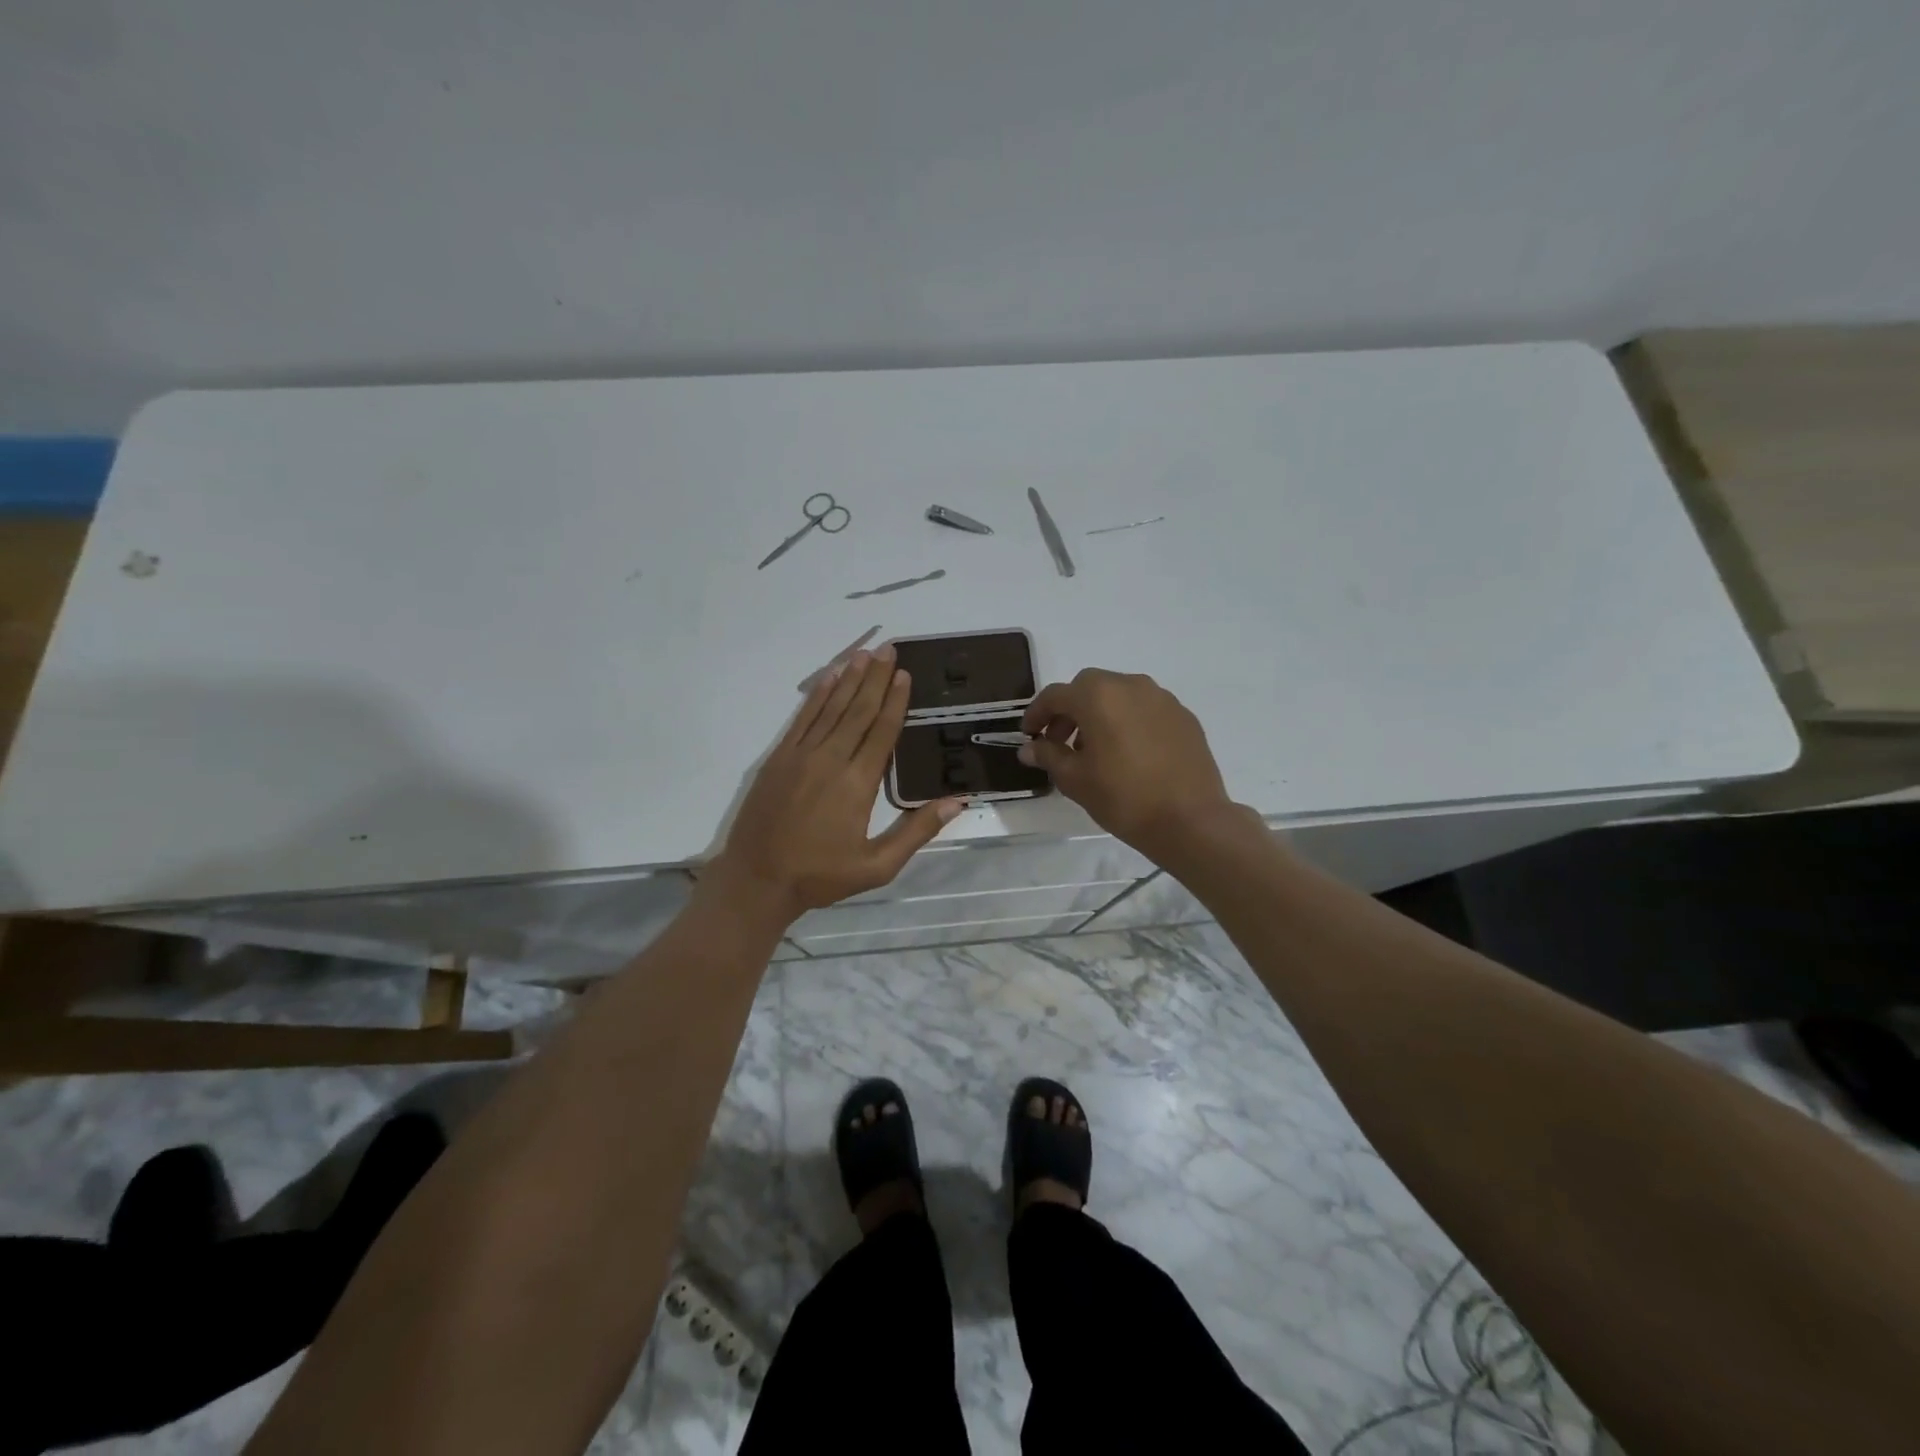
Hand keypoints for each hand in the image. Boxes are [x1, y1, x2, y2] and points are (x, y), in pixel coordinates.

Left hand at [709, 645, 963, 924]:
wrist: (757, 880)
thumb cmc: (820, 875)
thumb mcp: (878, 866)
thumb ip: (917, 830)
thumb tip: (957, 801)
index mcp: (857, 784)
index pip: (881, 731)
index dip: (895, 701)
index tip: (905, 674)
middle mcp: (830, 760)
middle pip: (858, 710)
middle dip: (875, 677)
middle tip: (888, 648)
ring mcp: (800, 755)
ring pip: (830, 708)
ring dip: (848, 678)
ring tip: (864, 653)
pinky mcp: (778, 758)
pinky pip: (802, 718)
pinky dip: (816, 695)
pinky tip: (828, 677)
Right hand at [1020, 669, 1236, 858]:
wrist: (1190, 820)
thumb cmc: (1123, 798)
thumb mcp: (1075, 780)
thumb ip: (1048, 756)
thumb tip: (1030, 748)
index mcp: (1098, 696)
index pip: (1055, 695)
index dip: (1037, 714)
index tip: (1029, 735)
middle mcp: (1130, 686)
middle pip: (1089, 687)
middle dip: (1070, 710)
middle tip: (1061, 741)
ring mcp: (1162, 698)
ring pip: (1120, 695)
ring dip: (1100, 713)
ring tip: (1097, 750)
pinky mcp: (1183, 716)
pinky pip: (1146, 709)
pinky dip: (1129, 721)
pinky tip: (1130, 754)